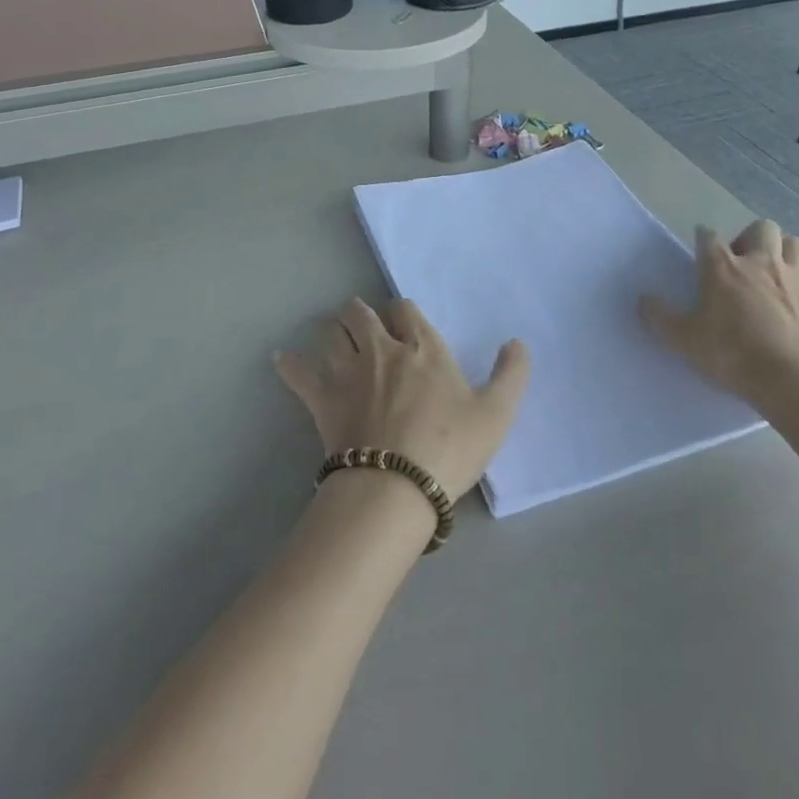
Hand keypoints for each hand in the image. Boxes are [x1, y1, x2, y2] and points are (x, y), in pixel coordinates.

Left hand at [276, 298, 529, 499]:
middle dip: (361, 313)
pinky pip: (300, 374)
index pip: (405, 310)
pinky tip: (281, 358)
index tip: (403, 322)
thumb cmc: (450, 449)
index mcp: (423, 348)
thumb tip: (517, 342)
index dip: (402, 312)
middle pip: (361, 314)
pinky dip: (290, 364)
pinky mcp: (323, 400)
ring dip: (333, 330)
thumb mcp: (496, 415)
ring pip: (332, 333)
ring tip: (335, 334)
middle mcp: (382, 349)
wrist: (395, 488)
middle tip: (364, 323)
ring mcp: (349, 372)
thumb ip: (511, 375)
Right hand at [640, 220, 798, 416]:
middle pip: (761, 228)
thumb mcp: (683, 340)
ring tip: (774, 271)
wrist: (793, 380)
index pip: (708, 236)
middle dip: (751, 237)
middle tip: (743, 262)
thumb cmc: (732, 354)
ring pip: (795, 243)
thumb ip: (660, 317)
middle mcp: (761, 262)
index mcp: (722, 266)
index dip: (703, 239)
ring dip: (784, 251)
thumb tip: (643, 299)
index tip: (700, 249)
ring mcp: (796, 278)